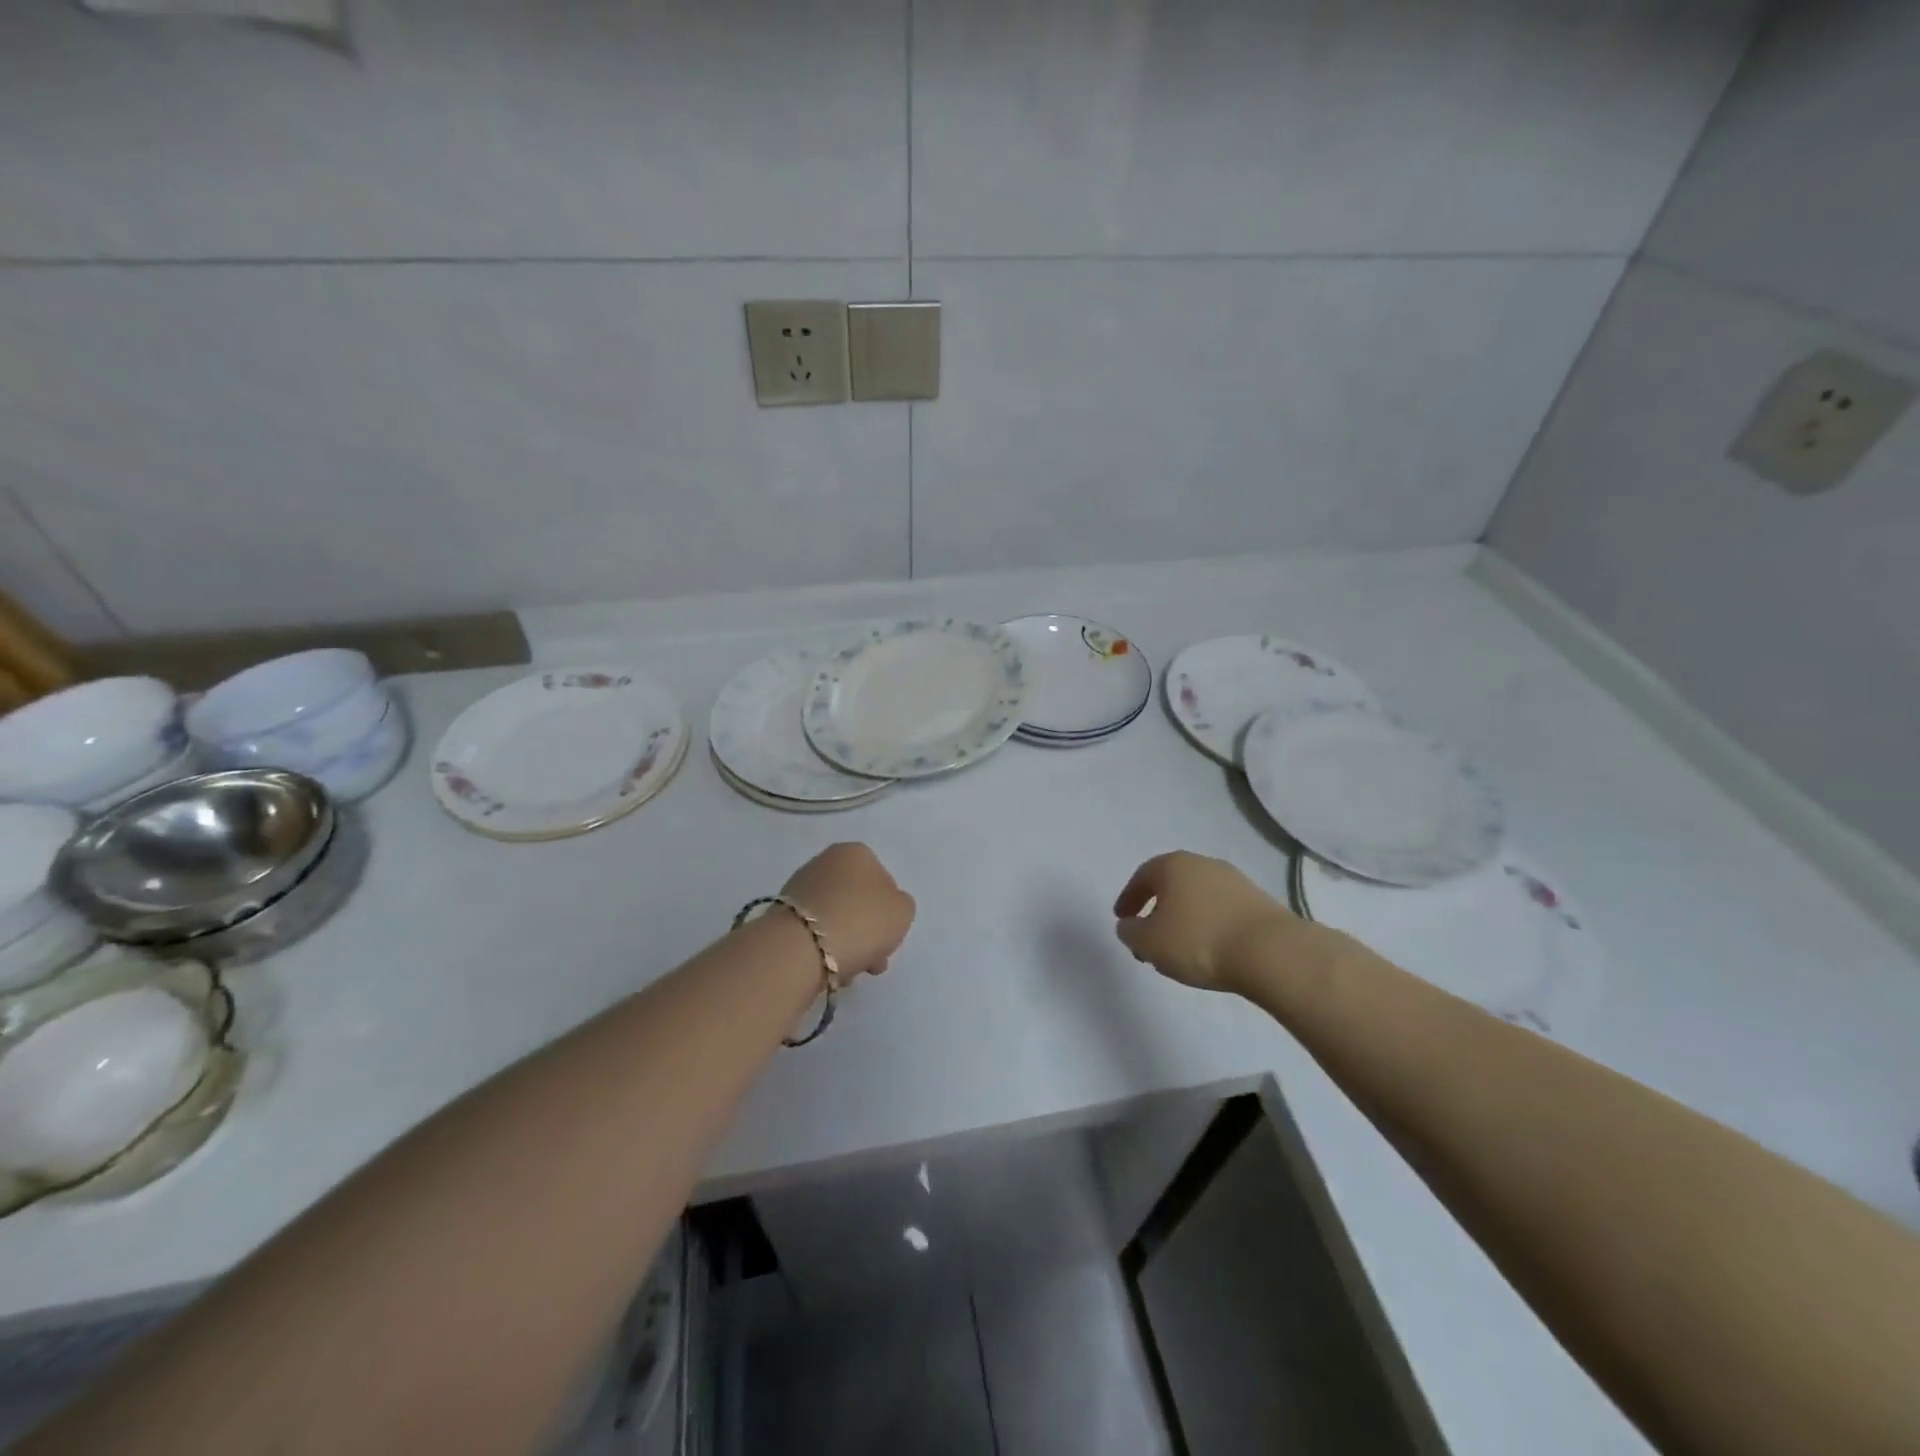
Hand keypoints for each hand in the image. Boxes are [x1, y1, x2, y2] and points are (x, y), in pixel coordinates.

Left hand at [781, 843, 915, 979]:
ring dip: (846, 944)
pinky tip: (827, 970)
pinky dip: (823, 949)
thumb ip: (900, 906)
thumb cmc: (861, 921)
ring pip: (835, 918)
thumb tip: (882, 910)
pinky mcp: (781, 915)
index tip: (889, 937)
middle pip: (857, 901)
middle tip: (873, 961)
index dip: (889, 911)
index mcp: (856, 852)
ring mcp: (799, 887)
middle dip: (867, 932)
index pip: (883, 880)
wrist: (801, 948)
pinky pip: (813, 933)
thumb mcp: (902, 912)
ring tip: (848, 972)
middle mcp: (825, 861)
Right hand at [1112, 851, 1303, 992]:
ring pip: (1198, 897)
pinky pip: (1222, 910)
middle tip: (1149, 936)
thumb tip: (1130, 925)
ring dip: (1185, 918)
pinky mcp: (1258, 901)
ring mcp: (1234, 880)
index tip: (1122, 919)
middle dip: (1157, 909)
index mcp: (1173, 865)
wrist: (1270, 952)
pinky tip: (1210, 948)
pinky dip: (1209, 925)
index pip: (1142, 876)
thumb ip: (1130, 932)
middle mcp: (1203, 864)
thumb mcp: (1149, 943)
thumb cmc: (1198, 941)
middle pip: (1172, 884)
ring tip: (1180, 948)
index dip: (1129, 898)